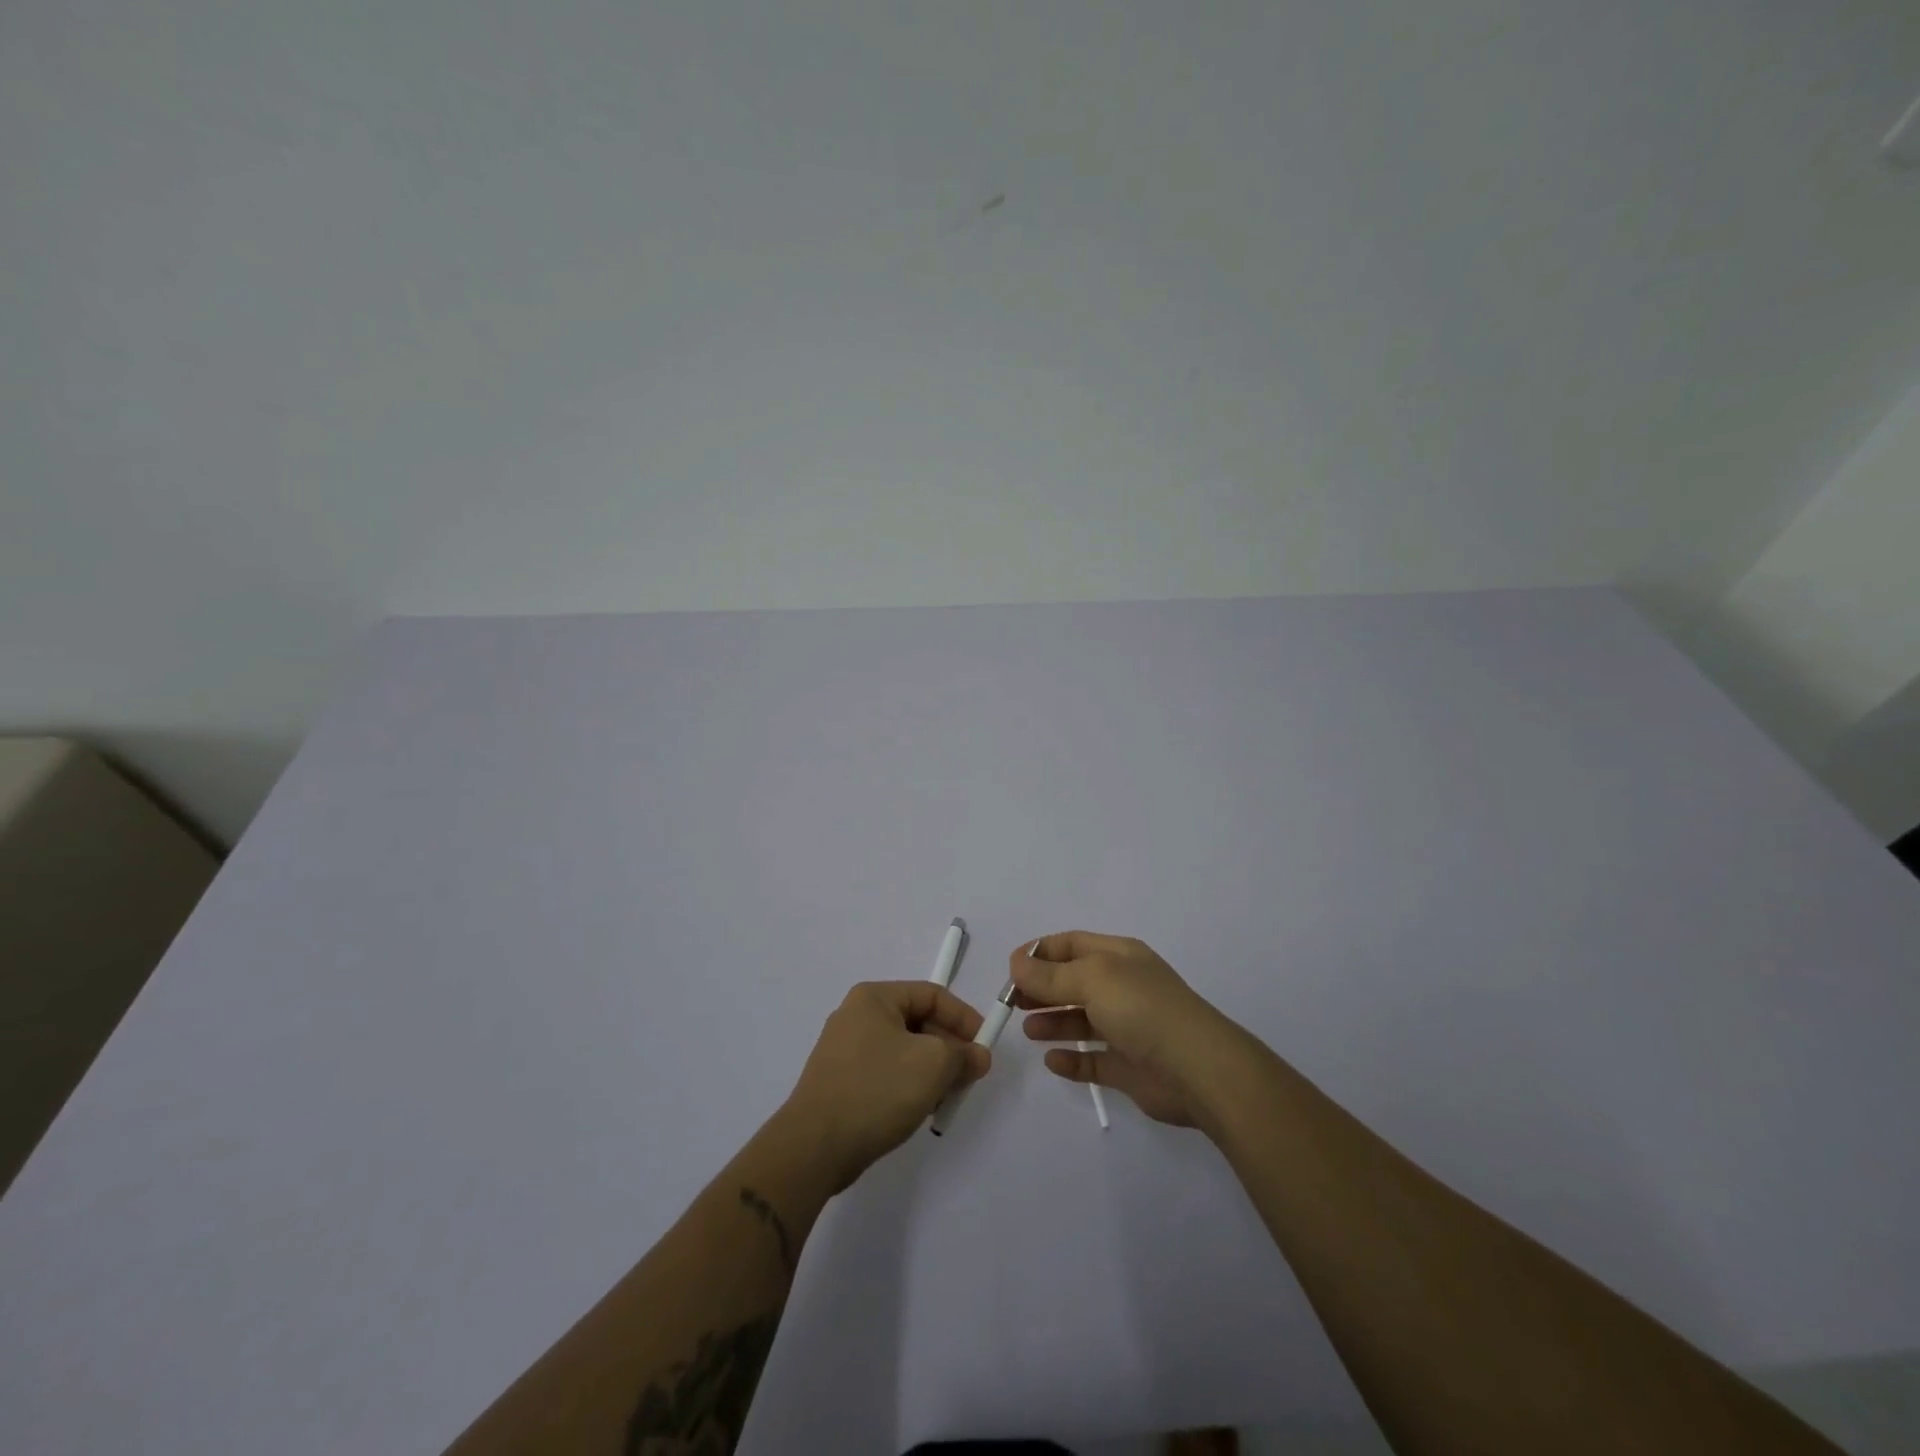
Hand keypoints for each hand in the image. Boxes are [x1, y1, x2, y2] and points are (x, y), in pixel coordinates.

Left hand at [779, 981, 989, 1190]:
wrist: (814, 1147)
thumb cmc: (877, 1090)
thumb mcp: (933, 1065)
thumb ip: (963, 1055)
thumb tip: (978, 1056)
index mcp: (874, 998)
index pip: (932, 995)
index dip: (963, 1018)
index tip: (984, 1048)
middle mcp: (856, 1016)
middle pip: (918, 1022)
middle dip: (948, 1048)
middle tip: (969, 1077)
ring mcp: (844, 1050)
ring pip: (903, 1050)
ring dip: (931, 1070)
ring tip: (946, 1098)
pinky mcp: (840, 1081)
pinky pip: (886, 1073)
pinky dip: (908, 1085)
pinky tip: (920, 1110)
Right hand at [1015, 932, 1252, 1129]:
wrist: (1198, 1069)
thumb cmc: (1142, 1009)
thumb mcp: (1092, 979)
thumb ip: (1050, 975)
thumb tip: (1016, 963)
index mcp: (1118, 957)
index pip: (1071, 944)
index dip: (1039, 952)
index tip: (1010, 969)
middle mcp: (1122, 987)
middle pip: (1072, 982)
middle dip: (1040, 989)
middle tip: (1011, 1003)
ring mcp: (1127, 1028)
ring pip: (1080, 1020)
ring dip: (1052, 1023)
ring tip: (1029, 1031)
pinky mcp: (1129, 1067)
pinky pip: (1092, 1061)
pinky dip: (1071, 1060)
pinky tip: (1052, 1061)